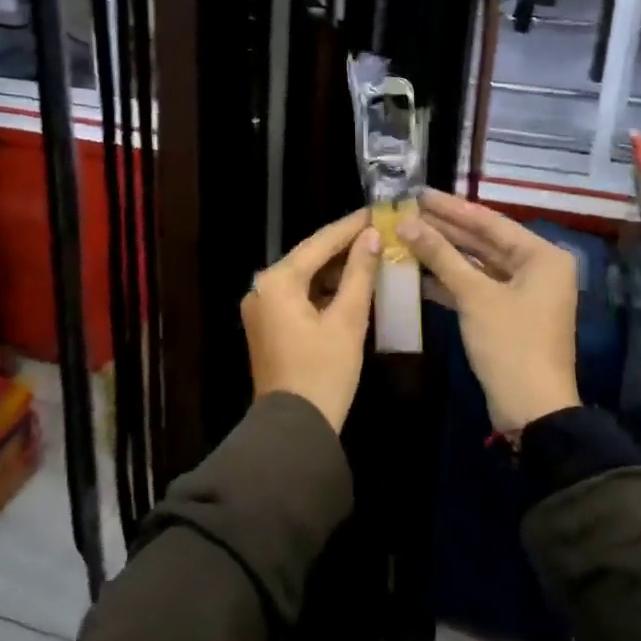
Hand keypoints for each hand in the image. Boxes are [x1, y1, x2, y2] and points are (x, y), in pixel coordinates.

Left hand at [242, 210, 381, 432]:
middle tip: (378, 231)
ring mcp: (262, 308)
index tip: (378, 211)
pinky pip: (298, 296)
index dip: (350, 226)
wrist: (294, 430)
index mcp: (276, 282)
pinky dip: (323, 290)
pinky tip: (351, 286)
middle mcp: (262, 288)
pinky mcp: (268, 326)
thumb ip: (359, 273)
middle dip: (344, 246)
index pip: (319, 242)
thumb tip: (371, 236)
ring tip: (372, 254)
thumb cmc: (324, 372)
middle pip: (308, 257)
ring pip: (304, 277)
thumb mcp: (348, 320)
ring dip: (335, 269)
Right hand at [400, 190, 580, 432]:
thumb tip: (406, 223)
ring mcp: (523, 293)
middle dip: (445, 229)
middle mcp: (537, 269)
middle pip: (484, 241)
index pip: (489, 222)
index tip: (419, 193)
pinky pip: (477, 287)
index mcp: (542, 256)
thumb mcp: (474, 295)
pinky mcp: (508, 315)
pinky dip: (450, 281)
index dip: (451, 208)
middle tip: (407, 211)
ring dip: (444, 254)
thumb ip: (440, 255)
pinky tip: (418, 273)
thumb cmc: (510, 343)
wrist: (532, 409)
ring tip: (406, 236)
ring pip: (478, 264)